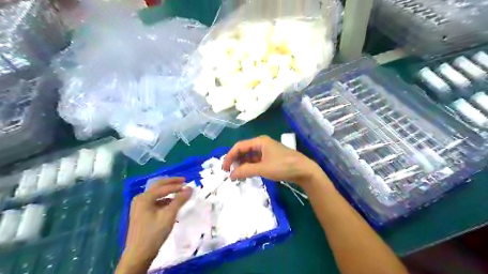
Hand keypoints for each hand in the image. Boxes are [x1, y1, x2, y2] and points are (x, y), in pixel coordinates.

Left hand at [118, 177, 192, 271]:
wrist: (139, 255)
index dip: (177, 186)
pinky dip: (164, 200)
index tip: (189, 185)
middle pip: (158, 187)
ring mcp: (139, 207)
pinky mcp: (142, 214)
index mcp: (144, 198)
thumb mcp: (169, 215)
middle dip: (171, 183)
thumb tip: (190, 188)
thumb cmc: (154, 233)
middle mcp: (140, 199)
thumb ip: (179, 200)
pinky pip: (155, 202)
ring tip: (180, 192)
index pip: (163, 187)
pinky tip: (172, 203)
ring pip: (157, 194)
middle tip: (184, 181)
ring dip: (168, 191)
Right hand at [222, 134, 324, 186]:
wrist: (304, 170)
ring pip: (249, 156)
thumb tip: (231, 175)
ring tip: (237, 175)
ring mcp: (267, 151)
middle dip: (235, 160)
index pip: (239, 146)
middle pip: (243, 150)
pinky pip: (256, 160)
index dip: (229, 157)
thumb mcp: (263, 168)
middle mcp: (261, 143)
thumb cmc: (283, 166)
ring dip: (242, 164)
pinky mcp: (270, 158)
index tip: (224, 169)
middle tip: (229, 172)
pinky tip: (247, 173)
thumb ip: (245, 171)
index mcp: (259, 141)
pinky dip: (250, 166)